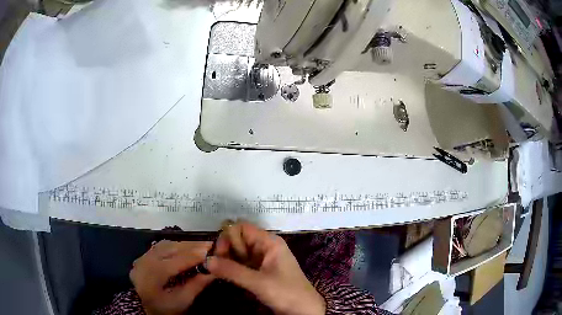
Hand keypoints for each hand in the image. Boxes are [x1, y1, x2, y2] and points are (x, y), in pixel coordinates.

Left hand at [130, 241, 213, 314]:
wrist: (141, 306)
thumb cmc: (163, 307)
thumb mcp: (182, 301)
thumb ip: (196, 285)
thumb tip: (212, 272)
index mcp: (154, 274)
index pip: (176, 261)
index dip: (194, 255)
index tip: (211, 250)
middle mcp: (146, 261)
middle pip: (170, 249)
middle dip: (191, 246)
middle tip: (208, 244)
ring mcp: (143, 256)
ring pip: (165, 244)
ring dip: (183, 244)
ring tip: (199, 245)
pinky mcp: (143, 256)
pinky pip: (160, 246)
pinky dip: (174, 245)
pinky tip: (183, 247)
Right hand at [206, 222, 325, 314]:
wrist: (304, 311)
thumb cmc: (286, 293)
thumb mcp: (259, 282)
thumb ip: (232, 270)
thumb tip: (206, 260)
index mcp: (269, 242)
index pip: (242, 228)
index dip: (228, 237)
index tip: (219, 254)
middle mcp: (265, 247)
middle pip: (238, 239)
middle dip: (226, 250)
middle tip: (217, 266)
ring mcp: (263, 260)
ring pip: (238, 252)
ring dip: (227, 260)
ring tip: (219, 272)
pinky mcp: (260, 272)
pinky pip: (242, 264)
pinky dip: (232, 268)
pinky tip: (225, 275)